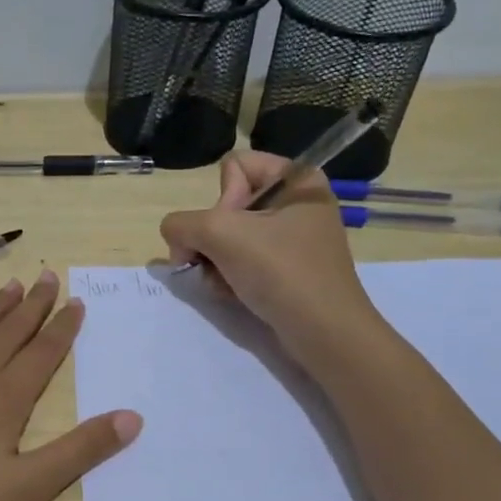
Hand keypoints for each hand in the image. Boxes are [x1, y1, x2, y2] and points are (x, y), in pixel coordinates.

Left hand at [0, 271, 140, 500]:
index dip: (62, 328)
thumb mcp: (27, 490)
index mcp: (2, 401)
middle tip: (48, 277)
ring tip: (10, 286)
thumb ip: (80, 451)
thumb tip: (132, 416)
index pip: (42, 354)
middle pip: (6, 333)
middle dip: (32, 306)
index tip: (76, 301)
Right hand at [160, 151, 378, 358]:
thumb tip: (176, 238)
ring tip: (224, 283)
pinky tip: (232, 294)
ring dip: (216, 261)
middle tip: (219, 262)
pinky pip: (244, 260)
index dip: (222, 199)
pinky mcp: (288, 269)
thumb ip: (181, 224)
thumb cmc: (281, 272)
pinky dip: (230, 276)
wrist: (324, 333)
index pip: (233, 167)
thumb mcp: (220, 234)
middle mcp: (297, 202)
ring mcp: (294, 238)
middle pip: (228, 205)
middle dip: (213, 237)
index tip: (233, 231)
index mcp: (297, 178)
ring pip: (230, 236)